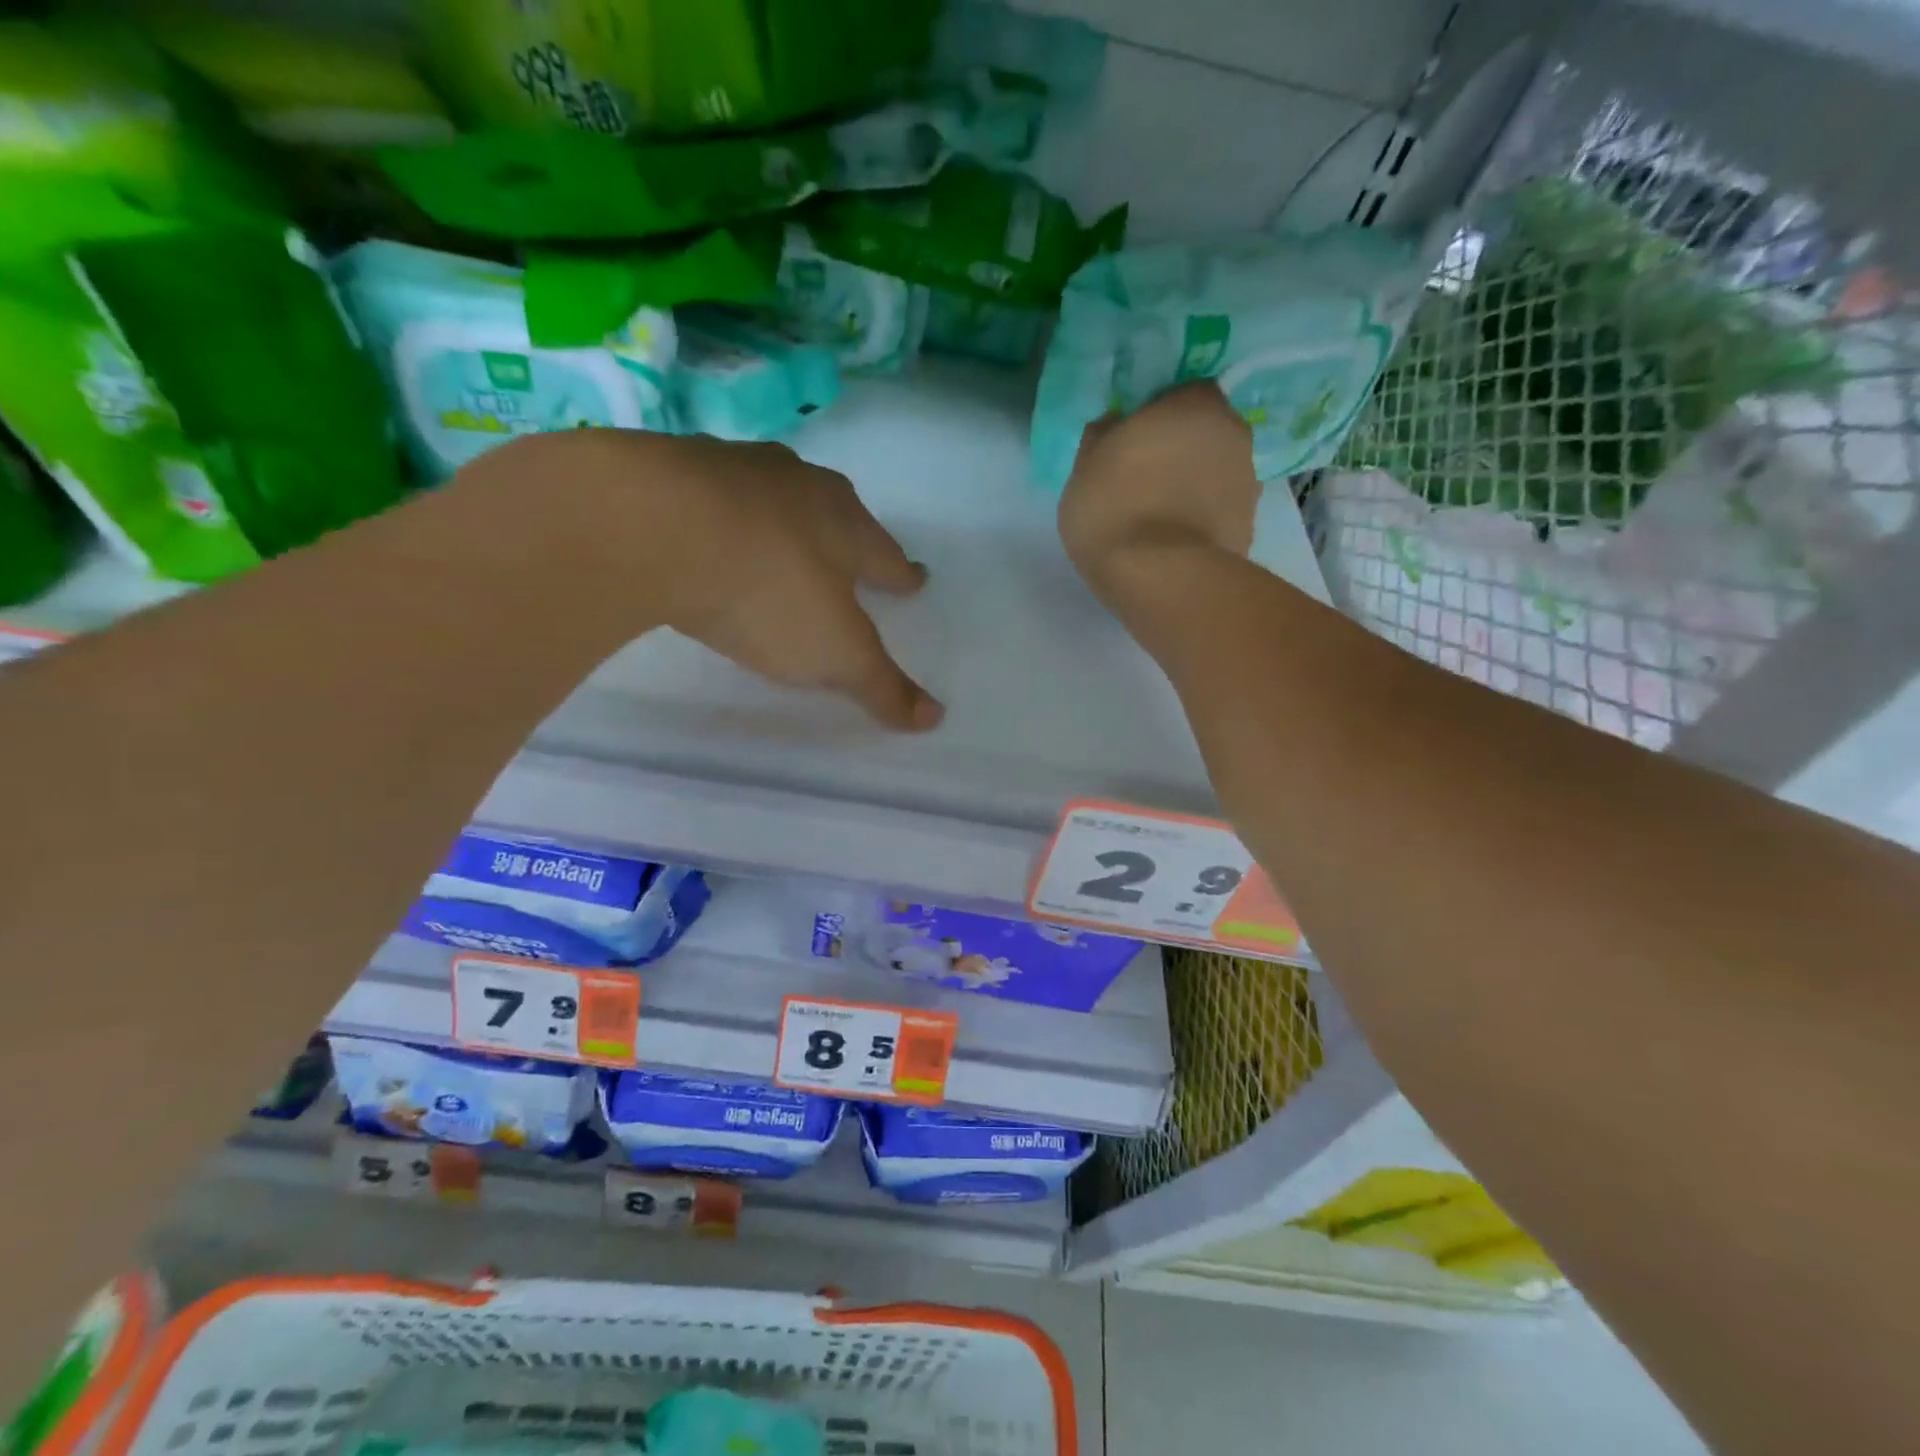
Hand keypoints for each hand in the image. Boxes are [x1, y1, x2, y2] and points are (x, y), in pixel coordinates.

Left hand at [465, 430, 942, 731]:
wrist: (652, 527)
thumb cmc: (767, 592)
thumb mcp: (834, 654)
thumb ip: (881, 685)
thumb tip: (934, 717)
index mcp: (846, 526)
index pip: (886, 556)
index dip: (901, 574)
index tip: (913, 579)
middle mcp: (798, 485)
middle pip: (836, 511)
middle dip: (847, 534)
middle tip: (851, 549)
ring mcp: (733, 468)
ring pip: (773, 493)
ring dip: (782, 515)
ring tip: (781, 534)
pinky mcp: (671, 466)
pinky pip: (709, 492)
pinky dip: (717, 511)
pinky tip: (705, 526)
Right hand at [1058, 381, 1259, 600]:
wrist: (1161, 578)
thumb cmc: (1115, 508)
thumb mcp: (1084, 467)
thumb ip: (1103, 437)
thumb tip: (1115, 426)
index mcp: (1195, 403)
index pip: (1183, 392)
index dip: (1159, 413)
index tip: (1135, 438)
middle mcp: (1234, 432)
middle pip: (1205, 432)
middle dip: (1181, 449)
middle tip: (1146, 478)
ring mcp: (1248, 482)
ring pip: (1216, 473)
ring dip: (1194, 486)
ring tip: (1160, 517)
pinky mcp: (1250, 527)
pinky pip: (1218, 512)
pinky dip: (1202, 520)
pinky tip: (1175, 541)